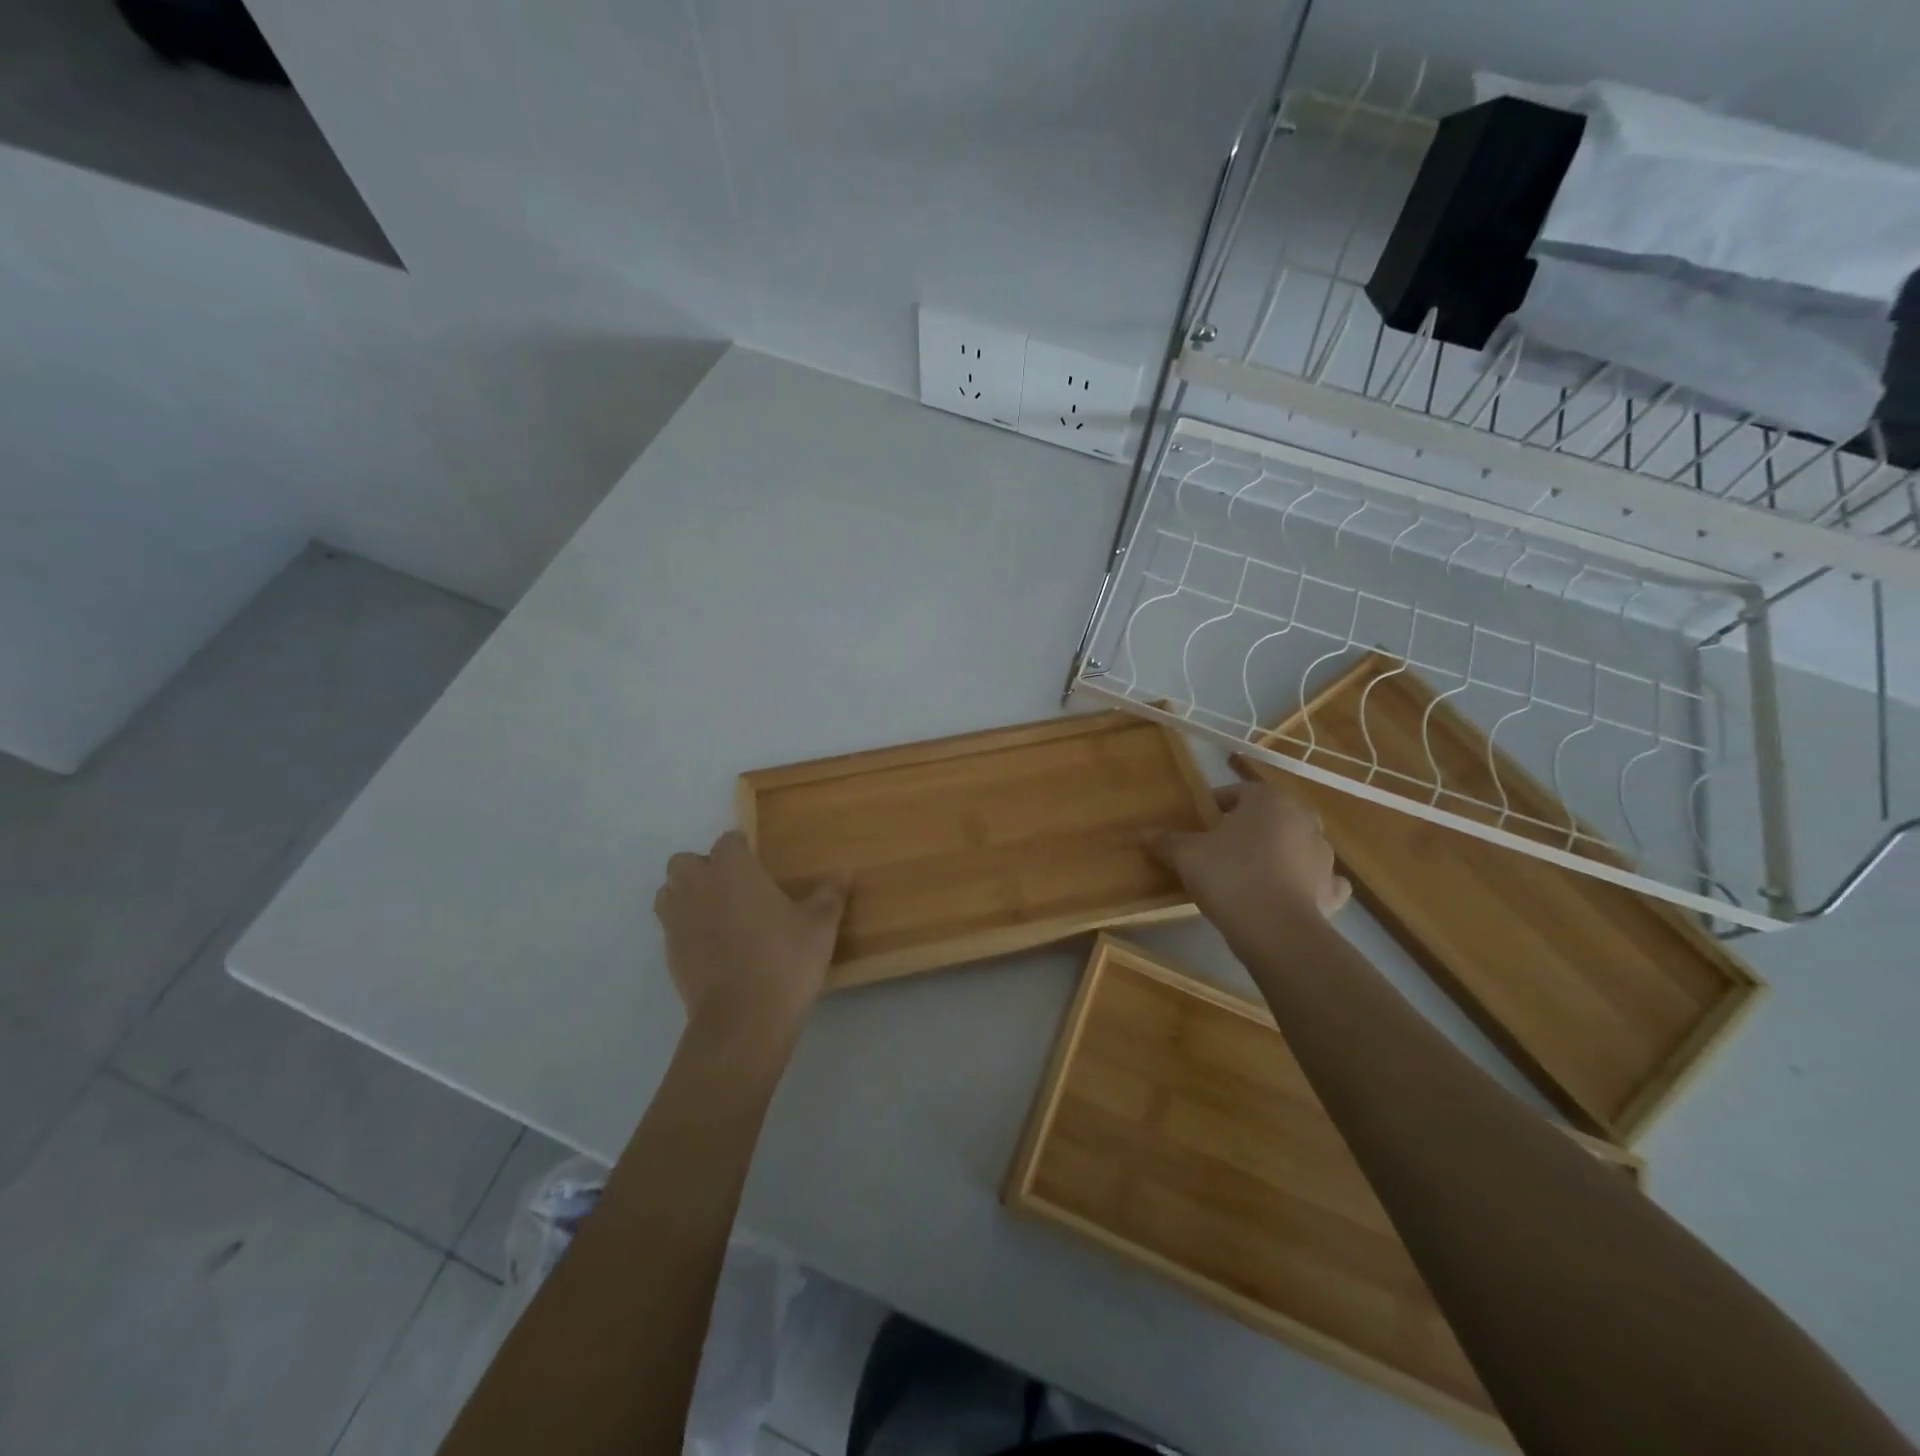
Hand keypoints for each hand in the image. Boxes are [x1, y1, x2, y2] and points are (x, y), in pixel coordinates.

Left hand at [653, 832, 847, 1037]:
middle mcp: (698, 887)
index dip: (741, 848)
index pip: (727, 842)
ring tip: (717, 913)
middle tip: (733, 886)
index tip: (757, 861)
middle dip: (703, 868)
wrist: (743, 1019)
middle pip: (685, 862)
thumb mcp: (819, 926)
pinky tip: (714, 947)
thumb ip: (830, 894)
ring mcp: (678, 922)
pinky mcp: (670, 955)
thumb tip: (844, 870)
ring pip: (668, 893)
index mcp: (733, 870)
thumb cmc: (784, 960)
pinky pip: (671, 928)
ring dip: (686, 895)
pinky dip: (686, 929)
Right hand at [1147, 779, 1350, 945]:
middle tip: (1222, 846)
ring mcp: (1323, 855)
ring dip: (1278, 852)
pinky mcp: (1332, 890)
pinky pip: (1320, 879)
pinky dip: (1308, 882)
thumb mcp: (1186, 855)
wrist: (1274, 930)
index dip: (1215, 806)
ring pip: (1297, 844)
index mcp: (1269, 800)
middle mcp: (1303, 819)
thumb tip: (1142, 833)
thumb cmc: (1229, 876)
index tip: (1198, 824)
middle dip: (1250, 827)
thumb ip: (1165, 841)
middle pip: (1270, 816)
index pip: (1237, 793)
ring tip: (1249, 872)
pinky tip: (1291, 892)